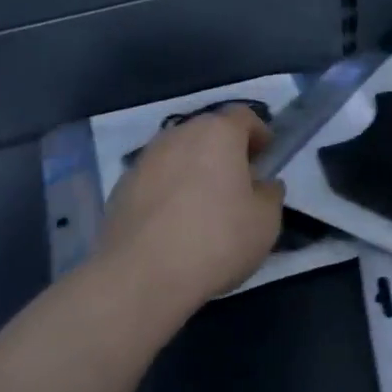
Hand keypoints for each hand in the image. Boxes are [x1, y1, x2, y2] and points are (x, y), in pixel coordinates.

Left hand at [99, 106, 284, 307]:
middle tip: (238, 183)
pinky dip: (168, 191)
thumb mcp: (266, 222)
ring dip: (194, 170)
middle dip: (225, 151)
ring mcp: (145, 159)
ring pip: (178, 154)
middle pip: (208, 132)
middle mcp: (179, 134)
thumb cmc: (216, 240)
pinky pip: (156, 179)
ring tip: (204, 206)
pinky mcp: (122, 186)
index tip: (266, 156)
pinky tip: (173, 225)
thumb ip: (270, 194)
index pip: (243, 116)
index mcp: (217, 133)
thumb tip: (263, 185)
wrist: (141, 274)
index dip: (258, 133)